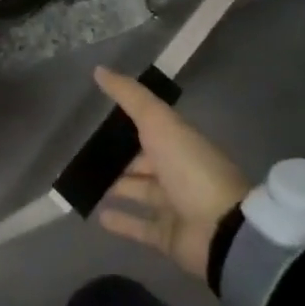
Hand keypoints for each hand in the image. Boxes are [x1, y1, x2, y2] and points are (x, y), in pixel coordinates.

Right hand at [93, 66, 249, 282]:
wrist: (221, 230)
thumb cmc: (189, 167)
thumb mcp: (158, 121)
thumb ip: (129, 96)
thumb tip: (99, 69)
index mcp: (178, 140)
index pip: (149, 126)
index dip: (126, 120)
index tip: (97, 113)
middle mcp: (176, 170)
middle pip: (142, 160)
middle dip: (118, 156)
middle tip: (83, 151)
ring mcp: (174, 205)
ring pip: (139, 191)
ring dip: (116, 186)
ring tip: (84, 181)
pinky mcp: (168, 236)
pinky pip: (140, 225)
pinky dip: (121, 220)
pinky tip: (98, 215)